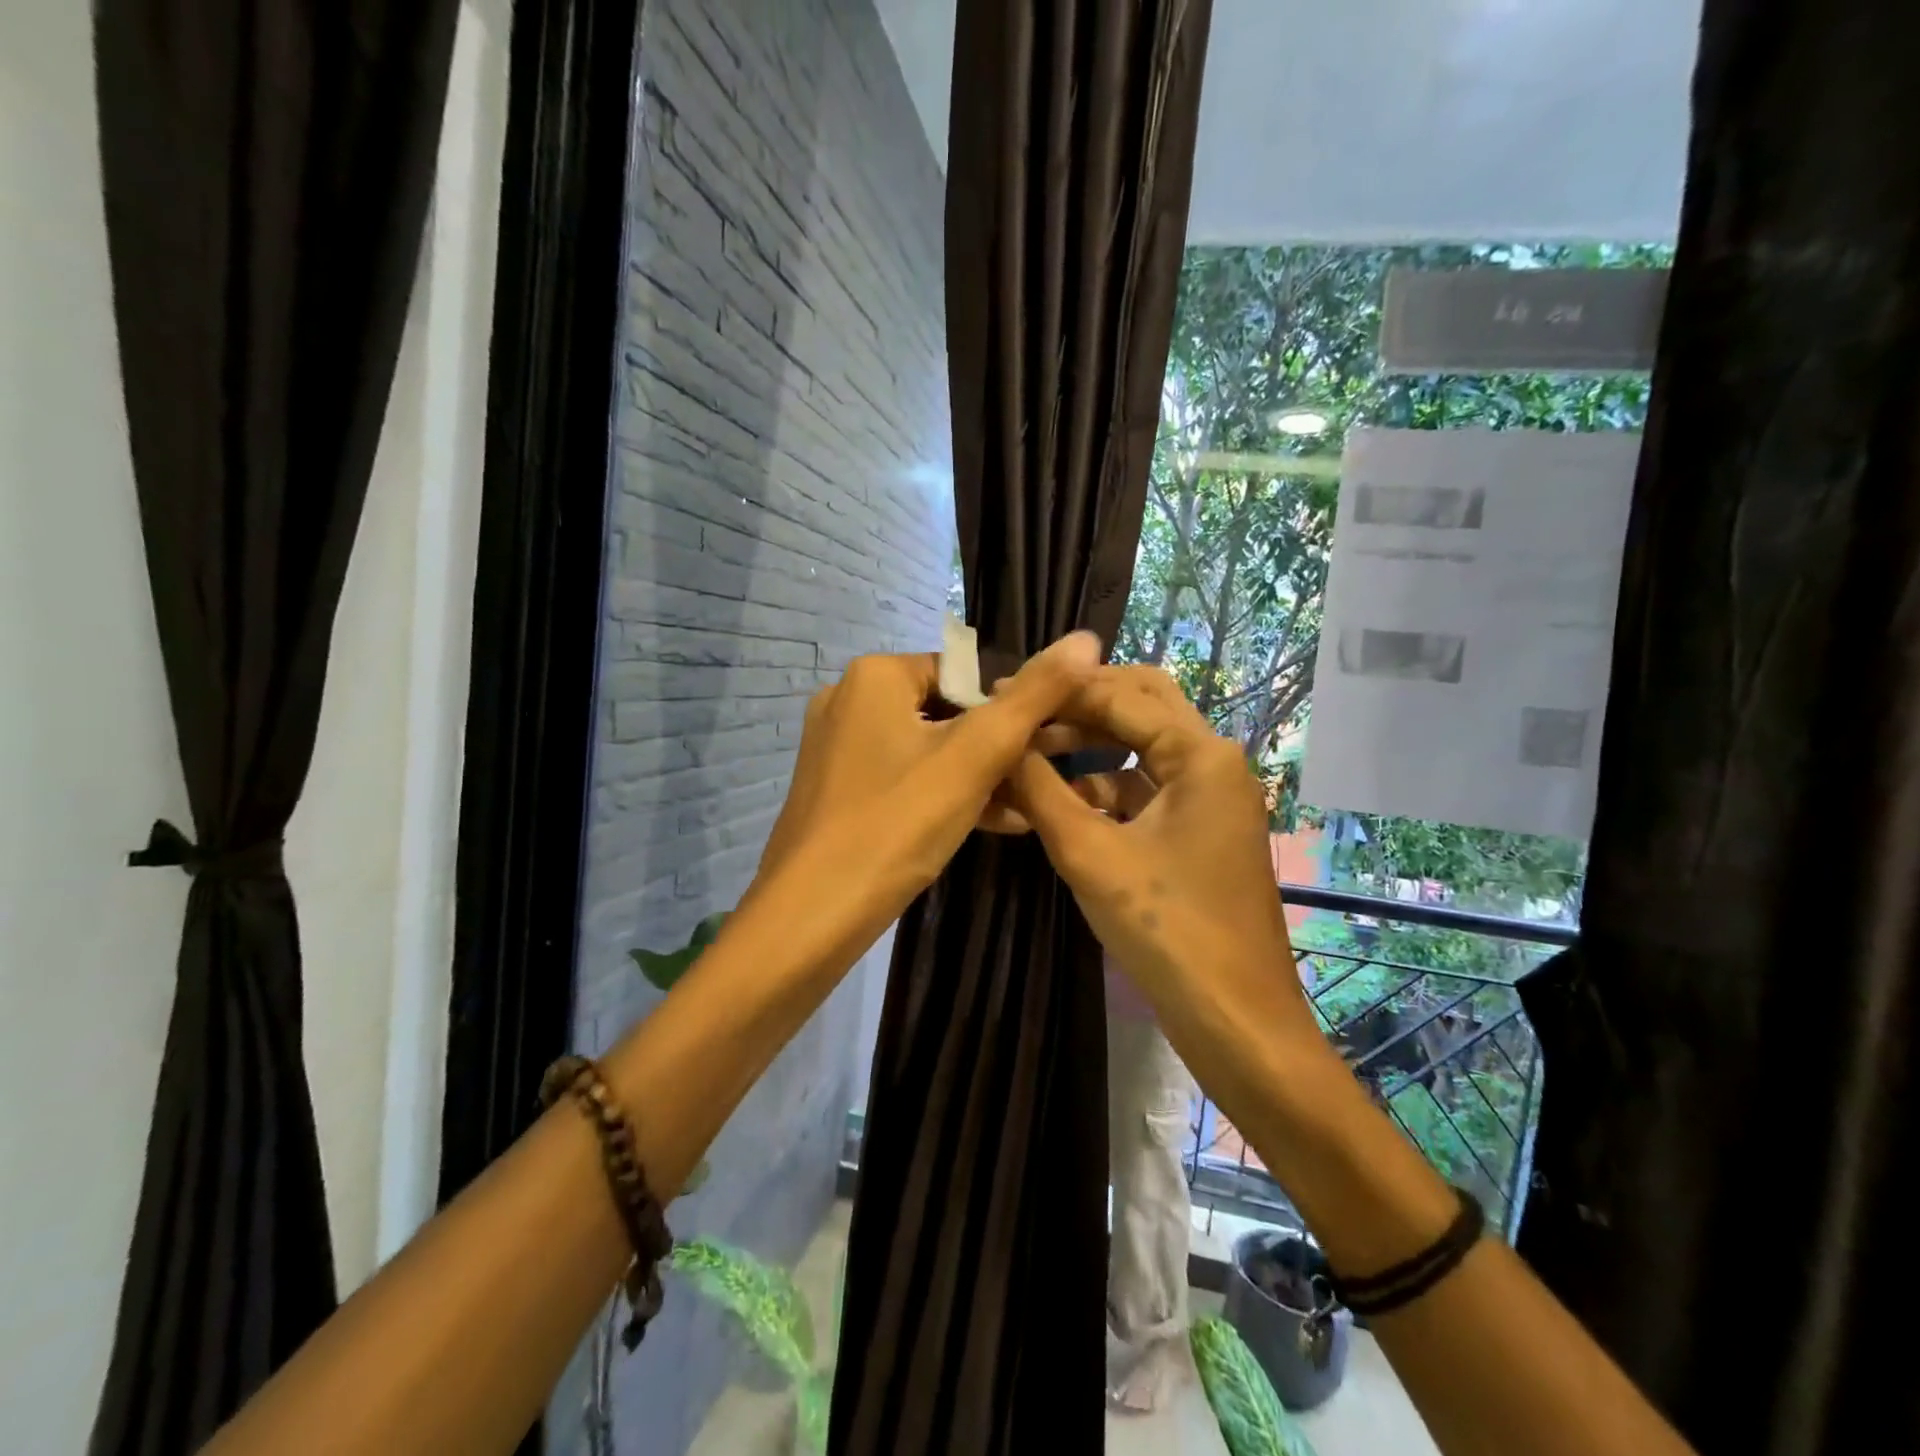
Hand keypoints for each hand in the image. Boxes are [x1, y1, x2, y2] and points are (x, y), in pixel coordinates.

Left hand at [749, 632, 1103, 951]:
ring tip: (1026, 809)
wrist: (811, 917)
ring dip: (978, 778)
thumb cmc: (897, 824)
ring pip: (927, 751)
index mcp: (874, 675)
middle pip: (946, 712)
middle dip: (997, 749)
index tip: (1044, 746)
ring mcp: (837, 748)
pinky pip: (903, 779)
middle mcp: (847, 700)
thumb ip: (1033, 696)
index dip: (1010, 707)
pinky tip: (992, 825)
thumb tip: (1086, 638)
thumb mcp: (976, 756)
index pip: (964, 673)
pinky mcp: (836, 791)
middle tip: (1038, 782)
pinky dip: (943, 795)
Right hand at [1007, 666, 1316, 1038]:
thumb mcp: (1090, 855)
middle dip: (1081, 705)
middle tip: (1023, 711)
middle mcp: (1214, 763)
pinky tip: (1059, 804)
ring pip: (1143, 749)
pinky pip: (1146, 790)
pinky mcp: (1200, 832)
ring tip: (1028, 756)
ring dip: (1088, 748)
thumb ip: (1040, 791)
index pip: (1121, 695)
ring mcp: (1211, 799)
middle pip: (1142, 706)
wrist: (1237, 1022)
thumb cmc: (1167, 931)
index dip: (1059, 690)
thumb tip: (998, 744)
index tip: (1002, 692)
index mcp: (1202, 755)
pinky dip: (1104, 788)